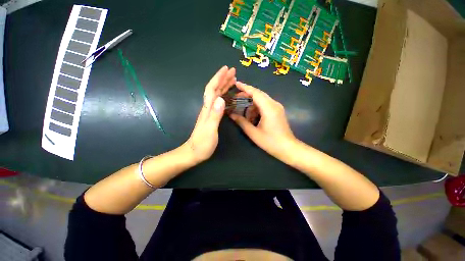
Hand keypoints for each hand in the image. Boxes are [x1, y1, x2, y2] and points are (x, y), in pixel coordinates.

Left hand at [185, 66, 235, 163]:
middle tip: (233, 71)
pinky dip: (224, 95)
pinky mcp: (212, 116)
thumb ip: (215, 115)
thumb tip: (221, 99)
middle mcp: (208, 107)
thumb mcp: (210, 130)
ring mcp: (210, 112)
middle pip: (215, 89)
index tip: (226, 69)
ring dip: (224, 85)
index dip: (218, 78)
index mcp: (208, 109)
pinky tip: (227, 95)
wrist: (194, 152)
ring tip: (232, 80)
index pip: (212, 89)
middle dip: (223, 79)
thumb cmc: (202, 143)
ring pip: (217, 95)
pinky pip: (218, 102)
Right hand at [229, 82, 296, 162]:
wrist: (288, 148)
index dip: (245, 87)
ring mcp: (277, 107)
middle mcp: (274, 104)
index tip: (236, 83)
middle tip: (235, 99)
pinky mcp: (278, 111)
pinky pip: (265, 105)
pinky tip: (252, 117)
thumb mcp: (253, 133)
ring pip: (262, 100)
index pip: (255, 93)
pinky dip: (257, 108)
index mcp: (268, 108)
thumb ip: (242, 122)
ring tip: (243, 112)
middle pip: (259, 94)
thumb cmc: (270, 142)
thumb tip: (231, 114)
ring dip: (251, 104)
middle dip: (246, 95)